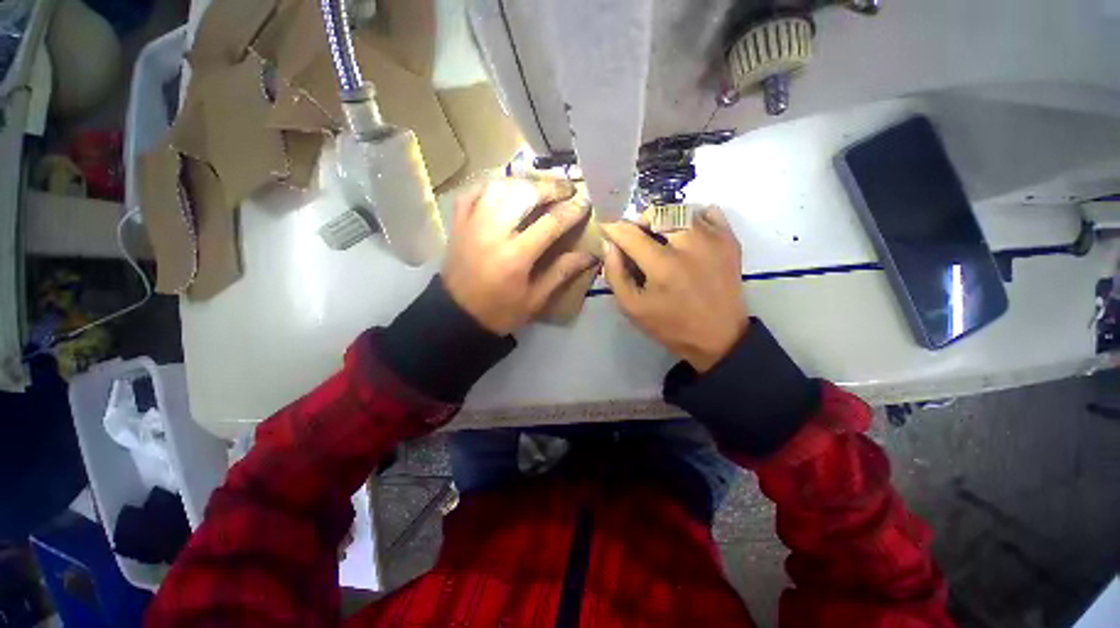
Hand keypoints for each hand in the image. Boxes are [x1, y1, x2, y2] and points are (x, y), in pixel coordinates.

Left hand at [442, 178, 599, 334]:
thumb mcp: (535, 299)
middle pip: (524, 194)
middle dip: (550, 187)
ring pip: (499, 186)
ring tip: (539, 187)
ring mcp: (472, 224)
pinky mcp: (458, 223)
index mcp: (515, 256)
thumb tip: (589, 256)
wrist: (457, 315)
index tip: (586, 203)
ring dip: (523, 182)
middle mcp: (493, 232)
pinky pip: (473, 191)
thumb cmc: (500, 311)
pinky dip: (491, 184)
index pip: (550, 223)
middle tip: (566, 188)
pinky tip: (505, 188)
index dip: (572, 211)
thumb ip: (561, 273)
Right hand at [601, 208, 748, 371]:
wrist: (718, 337)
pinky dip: (693, 218)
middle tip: (637, 237)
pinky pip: (708, 213)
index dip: (613, 228)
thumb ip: (615, 275)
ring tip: (661, 238)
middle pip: (658, 212)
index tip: (606, 228)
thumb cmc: (670, 325)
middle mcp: (690, 245)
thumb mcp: (632, 308)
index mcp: (662, 266)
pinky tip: (687, 236)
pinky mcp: (730, 240)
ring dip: (665, 219)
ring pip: (681, 210)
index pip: (630, 233)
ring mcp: (714, 239)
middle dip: (640, 221)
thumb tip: (609, 245)